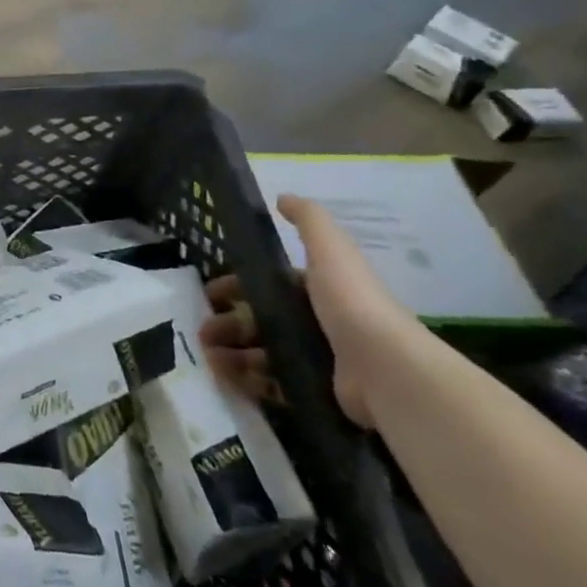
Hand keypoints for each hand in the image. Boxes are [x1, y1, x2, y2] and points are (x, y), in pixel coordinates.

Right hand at [200, 193, 418, 428]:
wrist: (385, 368)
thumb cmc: (350, 302)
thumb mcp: (330, 250)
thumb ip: (309, 221)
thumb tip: (282, 197)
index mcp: (319, 290)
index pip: (269, 286)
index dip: (237, 286)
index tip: (209, 293)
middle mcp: (319, 322)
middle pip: (261, 320)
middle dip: (227, 323)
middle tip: (201, 330)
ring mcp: (318, 358)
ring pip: (262, 351)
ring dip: (231, 352)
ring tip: (207, 356)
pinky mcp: (316, 390)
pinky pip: (273, 384)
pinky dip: (246, 379)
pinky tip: (225, 376)